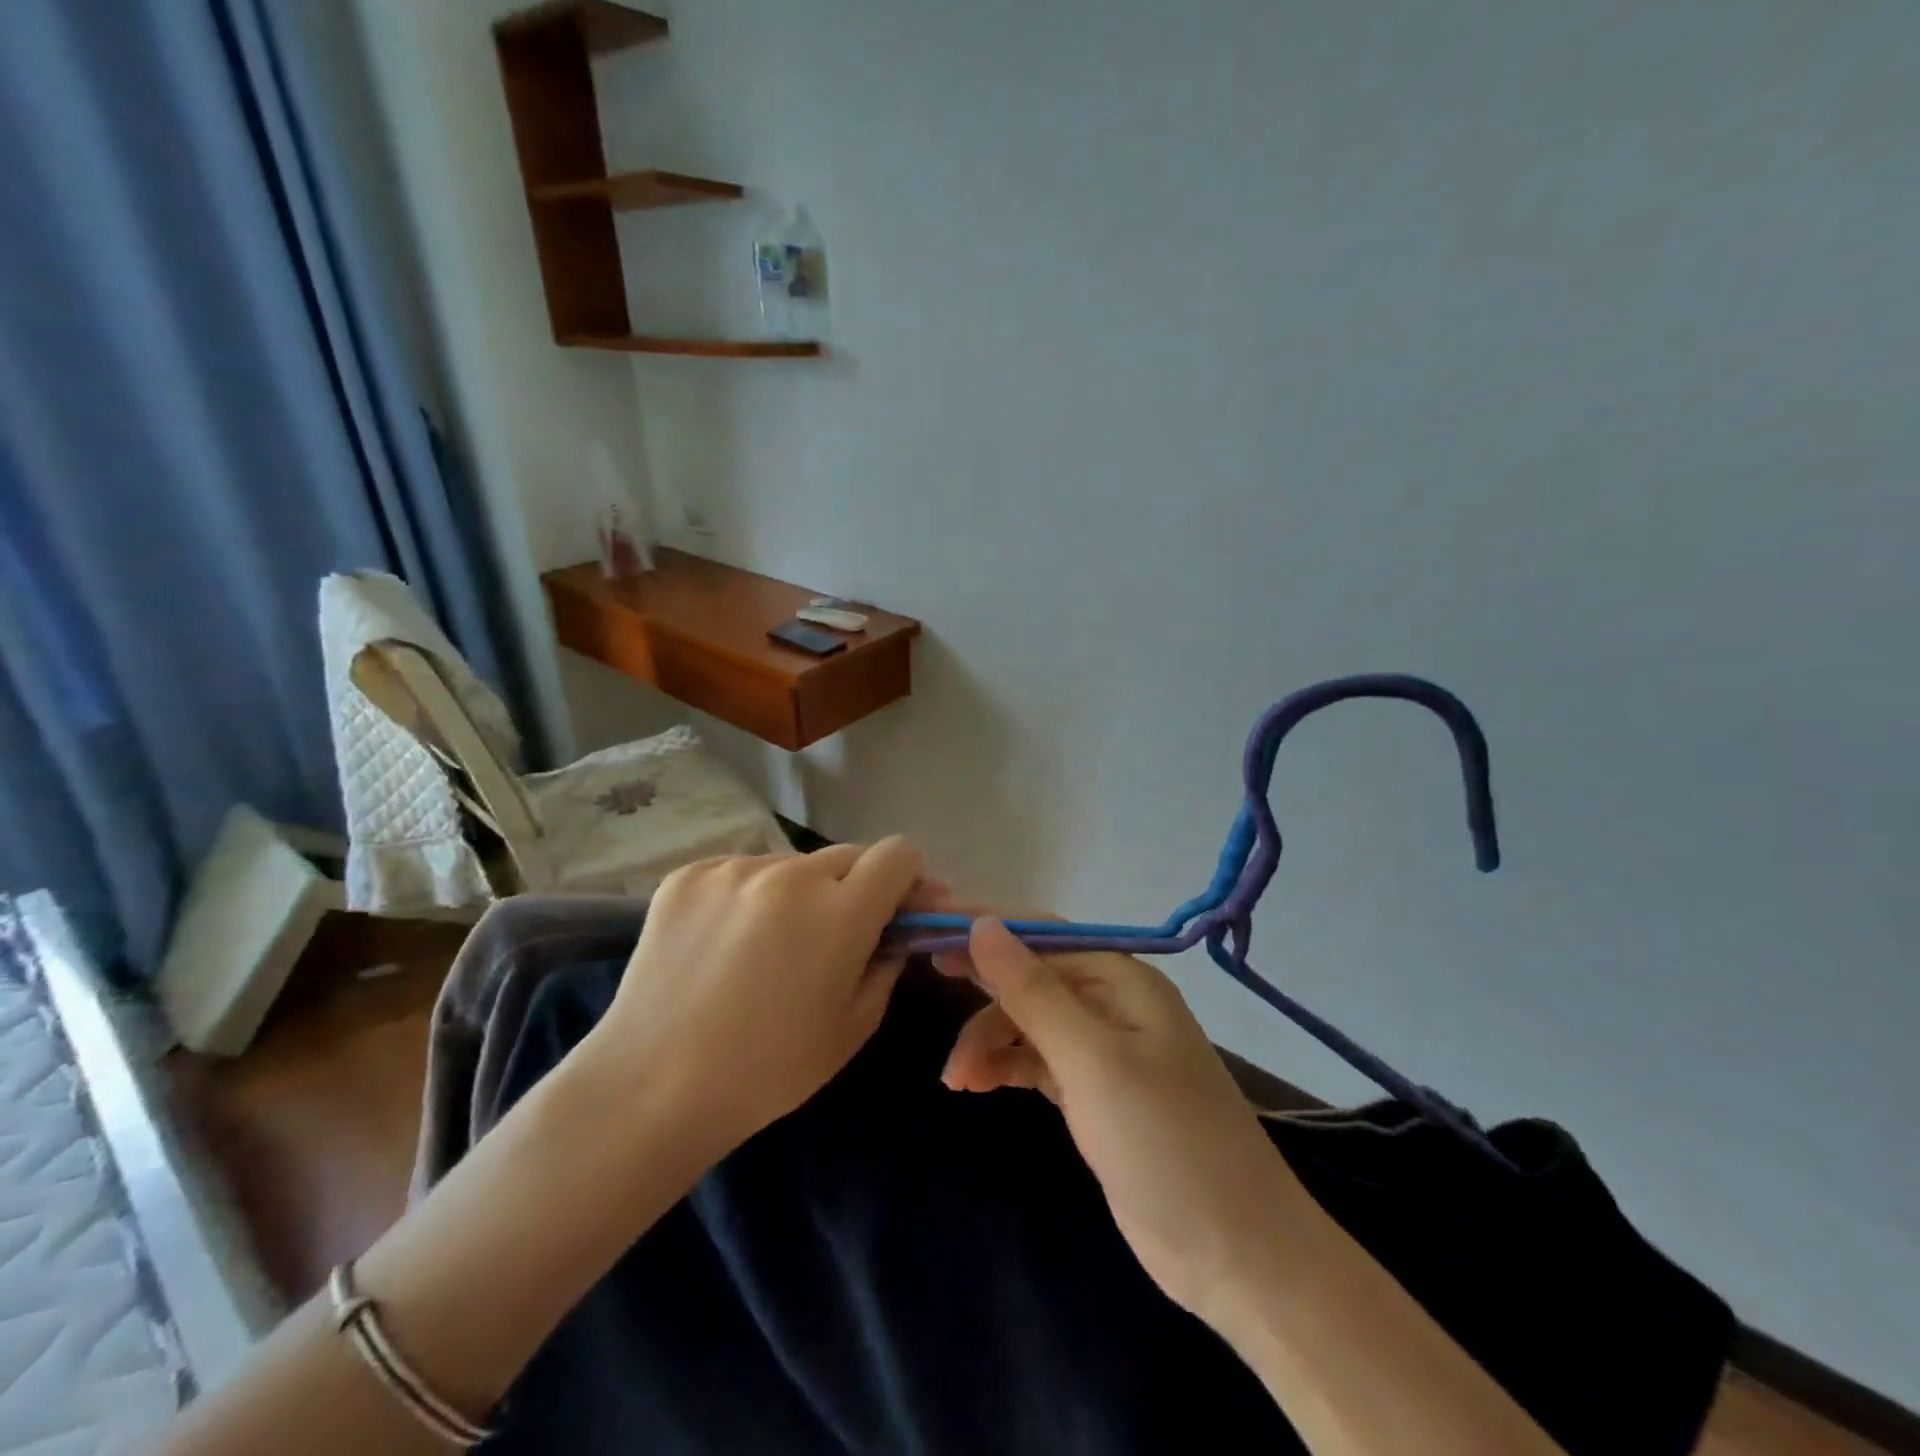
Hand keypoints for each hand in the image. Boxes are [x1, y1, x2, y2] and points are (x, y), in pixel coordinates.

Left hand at [577, 838, 927, 1159]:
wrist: (651, 1088)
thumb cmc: (768, 1070)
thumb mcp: (854, 1026)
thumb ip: (887, 963)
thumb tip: (895, 932)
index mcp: (840, 911)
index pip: (898, 854)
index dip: (906, 879)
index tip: (894, 910)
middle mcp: (790, 873)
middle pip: (848, 855)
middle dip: (854, 888)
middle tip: (832, 937)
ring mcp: (734, 869)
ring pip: (792, 865)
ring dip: (798, 894)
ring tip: (766, 948)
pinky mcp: (689, 875)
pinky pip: (742, 872)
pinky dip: (749, 898)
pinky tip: (725, 945)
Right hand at [938, 915, 1306, 1325]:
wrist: (1236, 1255)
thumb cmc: (1164, 1142)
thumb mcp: (1091, 1061)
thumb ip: (1033, 991)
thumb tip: (982, 924)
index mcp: (1121, 978)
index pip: (1041, 934)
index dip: (984, 926)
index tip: (927, 925)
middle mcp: (1112, 1002)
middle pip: (1031, 976)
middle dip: (982, 985)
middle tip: (926, 979)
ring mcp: (1104, 1049)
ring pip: (1029, 1022)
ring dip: (988, 1039)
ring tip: (955, 1080)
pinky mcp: (1094, 1092)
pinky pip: (1037, 1060)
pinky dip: (1005, 1066)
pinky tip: (975, 1084)